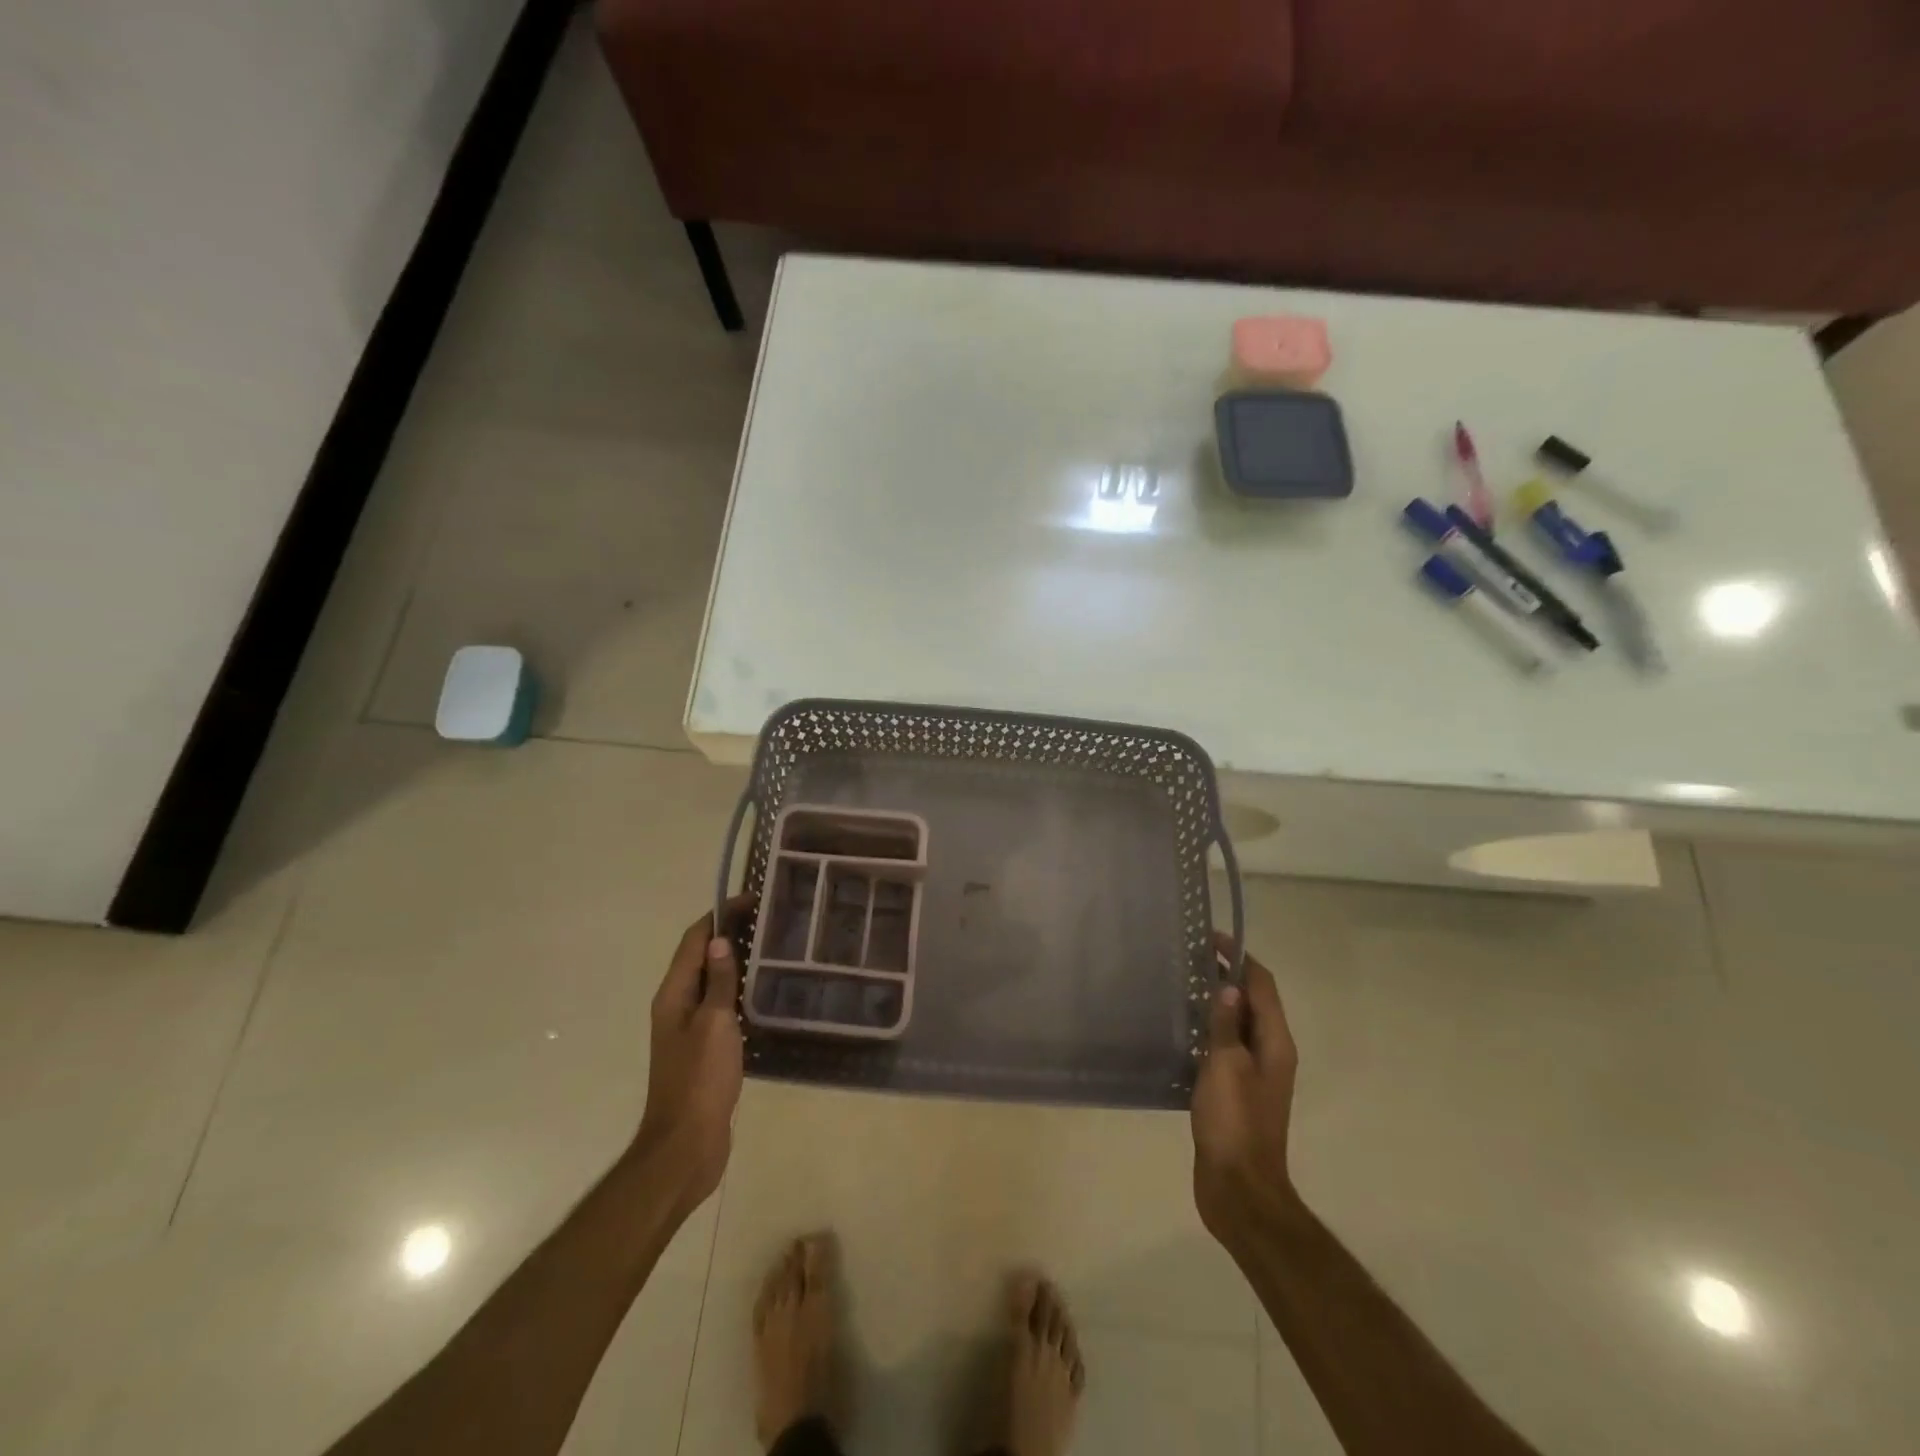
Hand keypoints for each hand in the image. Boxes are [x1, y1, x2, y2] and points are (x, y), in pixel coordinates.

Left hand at [634, 895, 754, 1218]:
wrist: (687, 1145)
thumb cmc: (700, 1079)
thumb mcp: (715, 1024)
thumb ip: (720, 982)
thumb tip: (721, 939)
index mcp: (674, 994)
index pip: (694, 940)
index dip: (719, 915)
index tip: (752, 899)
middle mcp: (677, 1005)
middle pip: (702, 957)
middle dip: (730, 934)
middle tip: (771, 920)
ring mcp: (689, 1029)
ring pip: (713, 982)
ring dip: (736, 962)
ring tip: (774, 949)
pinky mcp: (704, 1049)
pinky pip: (721, 1006)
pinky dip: (739, 991)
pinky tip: (765, 994)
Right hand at [1191, 933, 1298, 1240]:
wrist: (1239, 1189)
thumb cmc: (1234, 1122)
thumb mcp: (1227, 1066)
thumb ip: (1226, 1026)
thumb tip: (1228, 988)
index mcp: (1275, 1043)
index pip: (1262, 986)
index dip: (1240, 958)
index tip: (1212, 938)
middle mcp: (1270, 1053)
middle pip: (1252, 1003)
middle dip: (1227, 977)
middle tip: (1190, 958)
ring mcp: (1253, 1075)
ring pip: (1237, 1026)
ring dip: (1216, 1004)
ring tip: (1181, 986)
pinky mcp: (1235, 1093)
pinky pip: (1224, 1049)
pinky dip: (1208, 1032)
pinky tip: (1181, 1031)